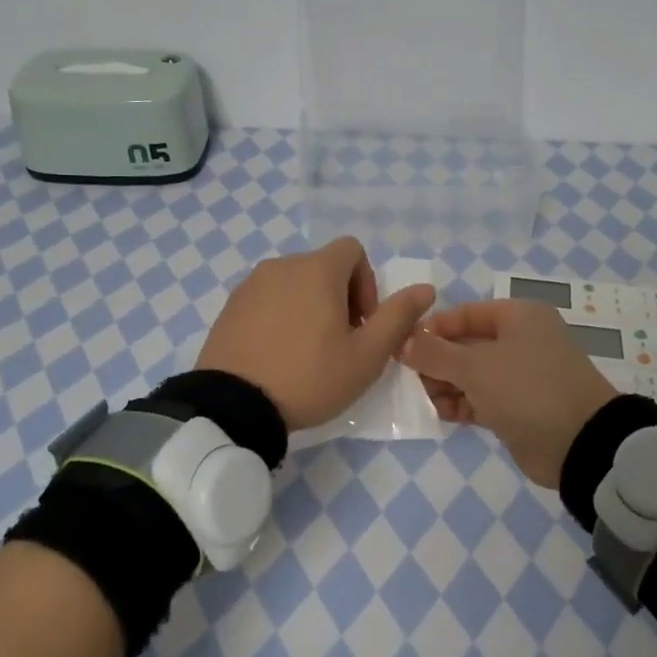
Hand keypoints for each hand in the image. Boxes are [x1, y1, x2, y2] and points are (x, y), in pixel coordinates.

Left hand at [197, 236, 436, 431]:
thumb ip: (398, 317)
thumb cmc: (310, 377)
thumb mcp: (366, 355)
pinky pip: (267, 299)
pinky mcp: (230, 306)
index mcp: (318, 270)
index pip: (353, 250)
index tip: (362, 323)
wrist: (233, 406)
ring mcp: (251, 285)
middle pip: (323, 267)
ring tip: (309, 352)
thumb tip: (426, 289)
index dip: (367, 283)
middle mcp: (282, 265)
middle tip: (341, 343)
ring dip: (310, 307)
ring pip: (294, 283)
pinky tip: (279, 354)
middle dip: (341, 298)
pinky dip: (281, 316)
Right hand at [401, 300, 618, 488]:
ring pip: (471, 374)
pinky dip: (459, 403)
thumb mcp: (474, 366)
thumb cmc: (526, 388)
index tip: (401, 345)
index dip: (433, 328)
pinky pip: (480, 399)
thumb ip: (434, 353)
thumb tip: (403, 341)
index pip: (465, 314)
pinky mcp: (518, 408)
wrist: (579, 444)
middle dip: (435, 359)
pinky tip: (435, 412)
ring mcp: (520, 376)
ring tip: (417, 397)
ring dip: (444, 384)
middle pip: (466, 344)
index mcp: (518, 317)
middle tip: (404, 376)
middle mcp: (521, 341)